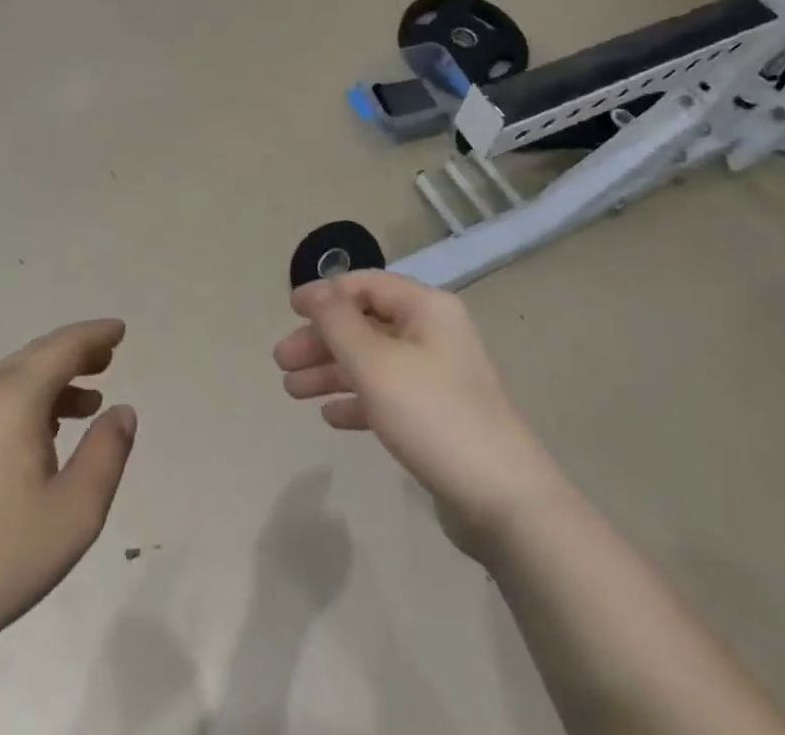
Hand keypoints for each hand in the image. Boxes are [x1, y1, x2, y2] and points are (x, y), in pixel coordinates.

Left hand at [0, 320, 137, 670]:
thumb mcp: (75, 512)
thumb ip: (107, 453)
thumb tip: (122, 410)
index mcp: (14, 397)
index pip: (63, 347)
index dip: (95, 335)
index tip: (120, 330)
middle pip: (37, 356)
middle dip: (75, 352)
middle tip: (108, 356)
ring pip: (15, 380)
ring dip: (54, 380)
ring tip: (89, 401)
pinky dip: (30, 401)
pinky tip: (44, 436)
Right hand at [275, 273, 553, 555]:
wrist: (503, 500)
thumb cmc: (433, 415)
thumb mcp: (376, 363)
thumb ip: (339, 323)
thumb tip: (314, 291)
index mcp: (425, 308)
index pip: (366, 285)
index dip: (325, 294)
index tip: (289, 310)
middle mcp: (432, 333)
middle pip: (365, 324)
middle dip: (321, 339)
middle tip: (282, 362)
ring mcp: (437, 376)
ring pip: (372, 361)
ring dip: (331, 371)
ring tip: (291, 391)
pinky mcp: (436, 415)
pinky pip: (387, 395)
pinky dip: (357, 400)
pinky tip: (331, 417)